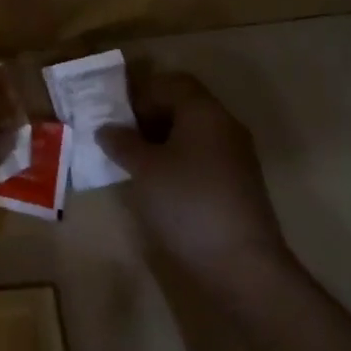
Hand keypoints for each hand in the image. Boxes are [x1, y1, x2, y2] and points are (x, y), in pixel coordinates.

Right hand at [98, 72, 290, 284]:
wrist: (244, 267)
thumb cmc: (188, 203)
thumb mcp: (145, 170)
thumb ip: (123, 143)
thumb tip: (106, 129)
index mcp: (204, 111)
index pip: (171, 83)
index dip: (142, 94)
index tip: (119, 118)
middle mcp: (225, 125)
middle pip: (184, 106)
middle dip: (151, 118)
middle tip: (123, 140)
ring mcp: (237, 157)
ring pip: (194, 134)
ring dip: (164, 142)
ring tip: (138, 166)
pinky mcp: (240, 186)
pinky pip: (204, 158)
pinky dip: (181, 163)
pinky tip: (163, 188)